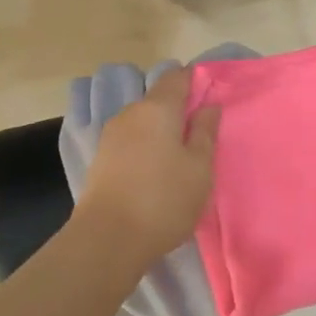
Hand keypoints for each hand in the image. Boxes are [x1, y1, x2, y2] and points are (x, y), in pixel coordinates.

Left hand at [74, 68, 219, 271]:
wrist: (108, 239)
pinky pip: (132, 140)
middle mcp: (130, 113)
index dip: (196, 81)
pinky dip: (148, 145)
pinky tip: (158, 168)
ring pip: (144, 121)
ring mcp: (111, 136)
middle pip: (158, 98)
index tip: (213, 96)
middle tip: (202, 131)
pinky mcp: (102, 159)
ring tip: (182, 154)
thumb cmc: (164, 199)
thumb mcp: (199, 167)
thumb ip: (205, 131)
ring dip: (163, 129)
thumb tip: (209, 105)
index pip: (177, 77)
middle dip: (180, 108)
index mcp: (157, 108)